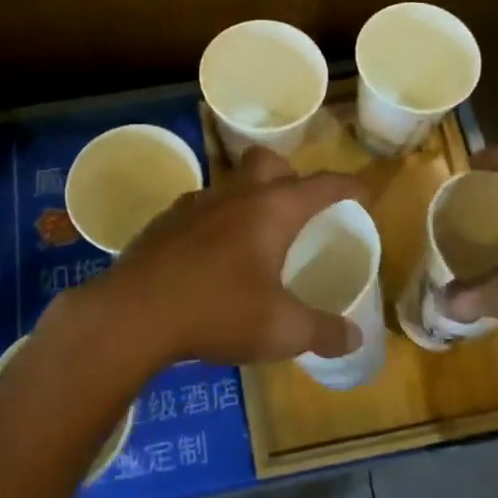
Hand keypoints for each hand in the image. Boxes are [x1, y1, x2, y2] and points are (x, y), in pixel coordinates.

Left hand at [70, 147, 365, 369]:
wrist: (134, 313)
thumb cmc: (218, 312)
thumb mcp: (281, 330)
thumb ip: (322, 331)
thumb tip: (354, 336)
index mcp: (271, 210)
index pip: (320, 186)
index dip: (347, 186)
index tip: (363, 191)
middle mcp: (236, 194)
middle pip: (269, 162)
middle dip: (290, 175)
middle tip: (299, 207)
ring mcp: (196, 202)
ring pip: (232, 181)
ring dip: (250, 196)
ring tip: (255, 234)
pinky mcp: (166, 219)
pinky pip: (202, 206)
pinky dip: (217, 218)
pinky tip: (213, 253)